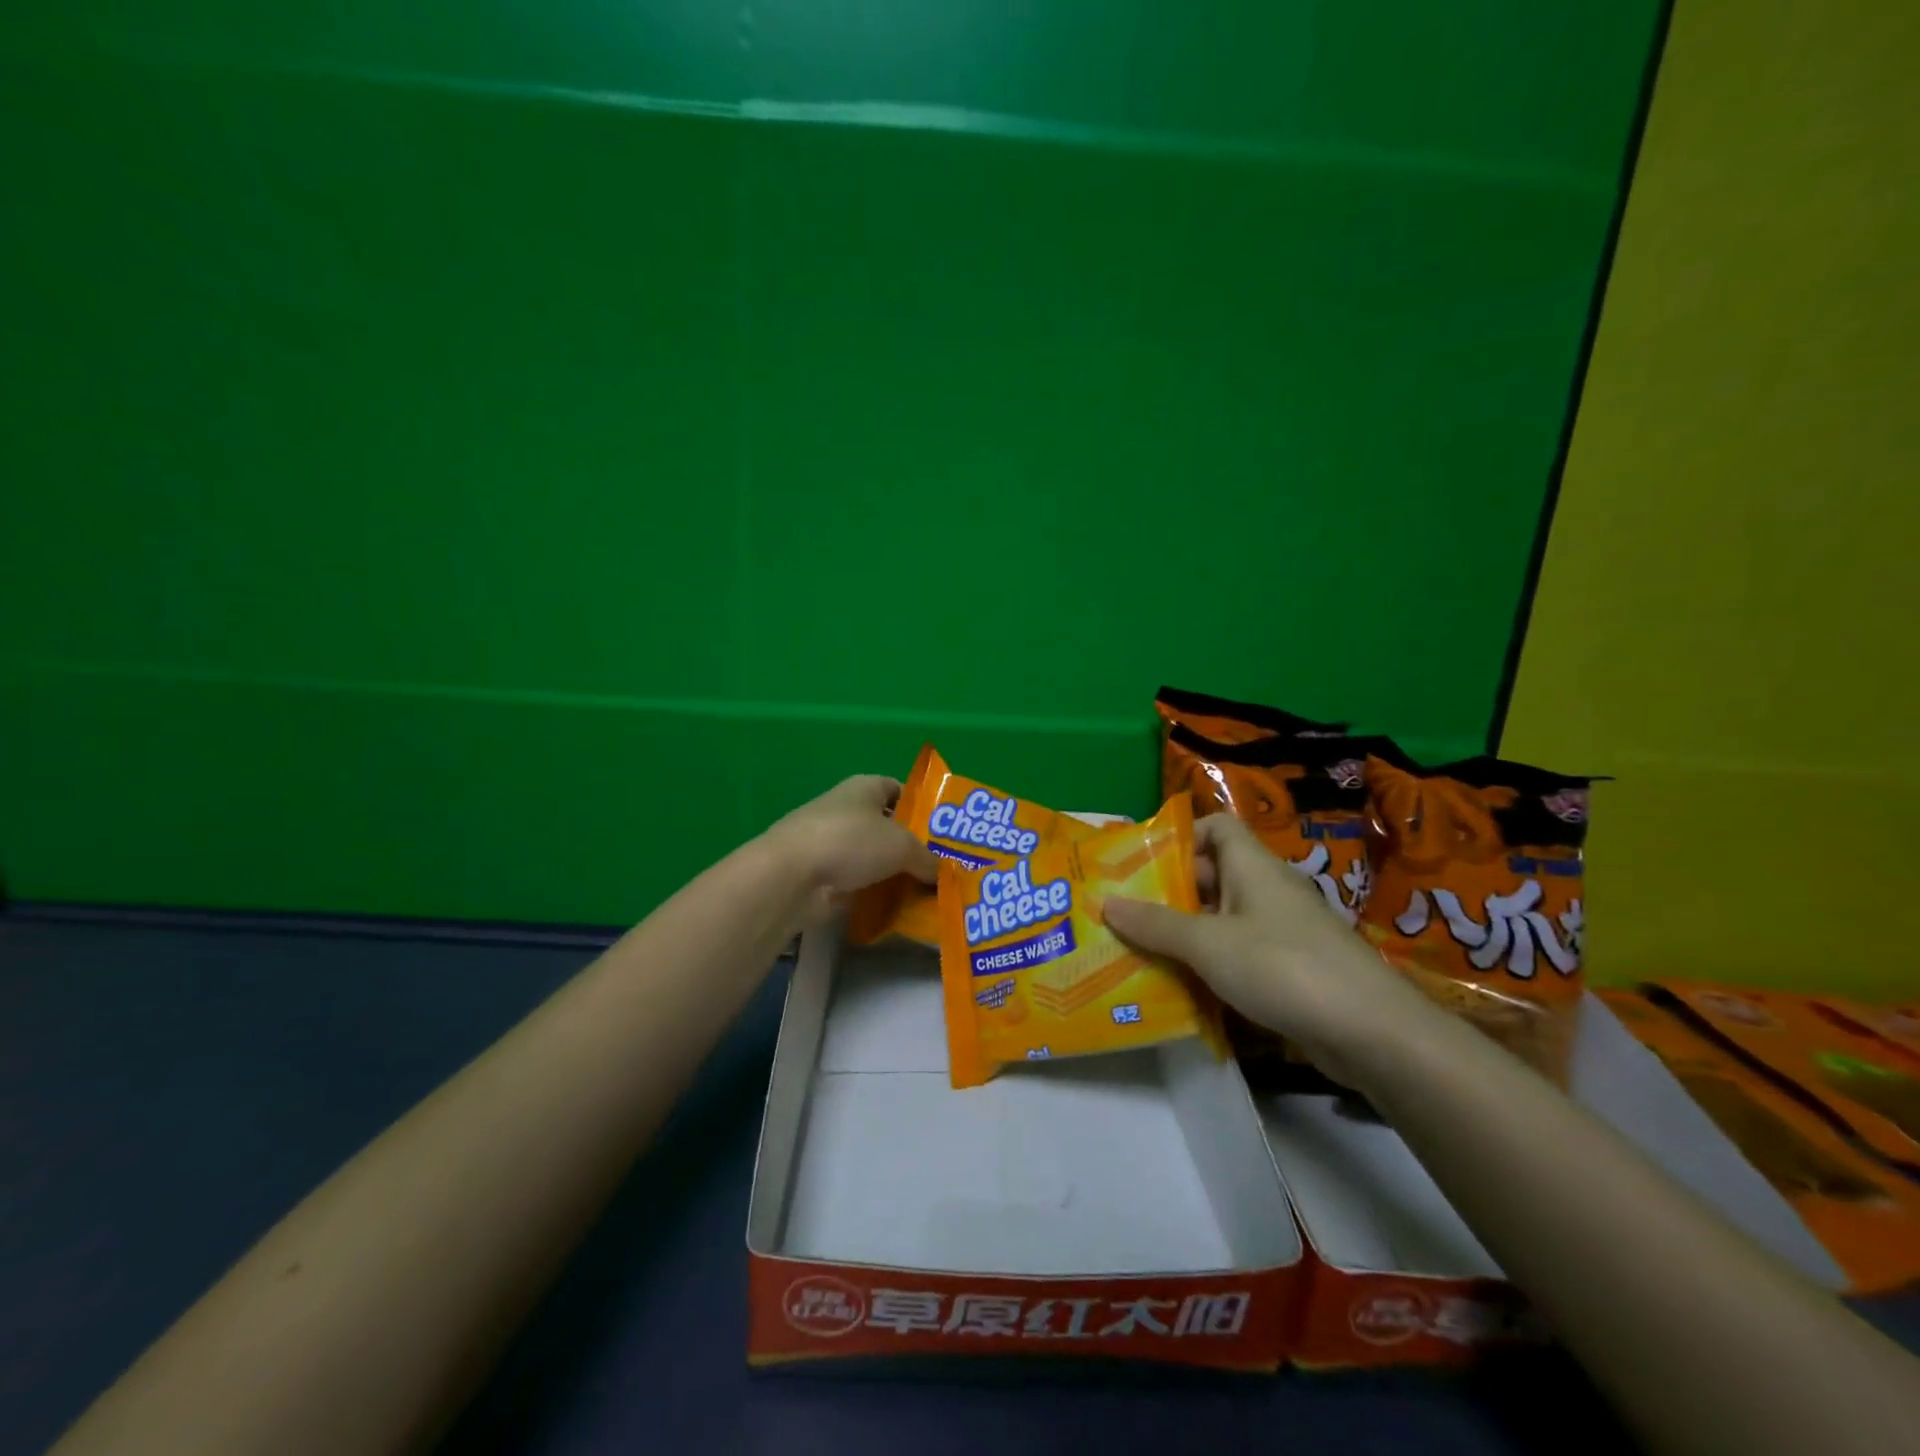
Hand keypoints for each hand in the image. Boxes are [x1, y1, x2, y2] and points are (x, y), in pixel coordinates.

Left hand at [761, 775, 939, 925]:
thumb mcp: (902, 846)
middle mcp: (848, 810)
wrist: (792, 876)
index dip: (921, 806)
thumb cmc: (851, 841)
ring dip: (895, 874)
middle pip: (888, 827)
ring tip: (928, 892)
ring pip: (874, 858)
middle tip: (943, 868)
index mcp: (865, 788)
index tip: (943, 831)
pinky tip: (901, 910)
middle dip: (912, 847)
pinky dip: (877, 895)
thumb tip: (943, 874)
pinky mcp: (823, 876)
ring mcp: (832, 844)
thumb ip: (928, 858)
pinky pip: (860, 884)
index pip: (898, 790)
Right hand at [1103, 813, 1426, 1076]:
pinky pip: (1238, 952)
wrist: (1371, 1032)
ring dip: (1185, 931)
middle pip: (1211, 874)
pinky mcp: (1290, 967)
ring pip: (1222, 918)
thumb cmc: (1282, 967)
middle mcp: (1266, 889)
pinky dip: (1210, 962)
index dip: (1179, 837)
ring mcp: (1280, 929)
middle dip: (1168, 890)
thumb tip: (1107, 903)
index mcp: (1251, 866)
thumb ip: (1156, 924)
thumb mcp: (1208, 944)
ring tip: (1138, 948)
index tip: (1140, 862)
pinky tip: (1181, 984)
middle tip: (1123, 910)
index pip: (1215, 827)